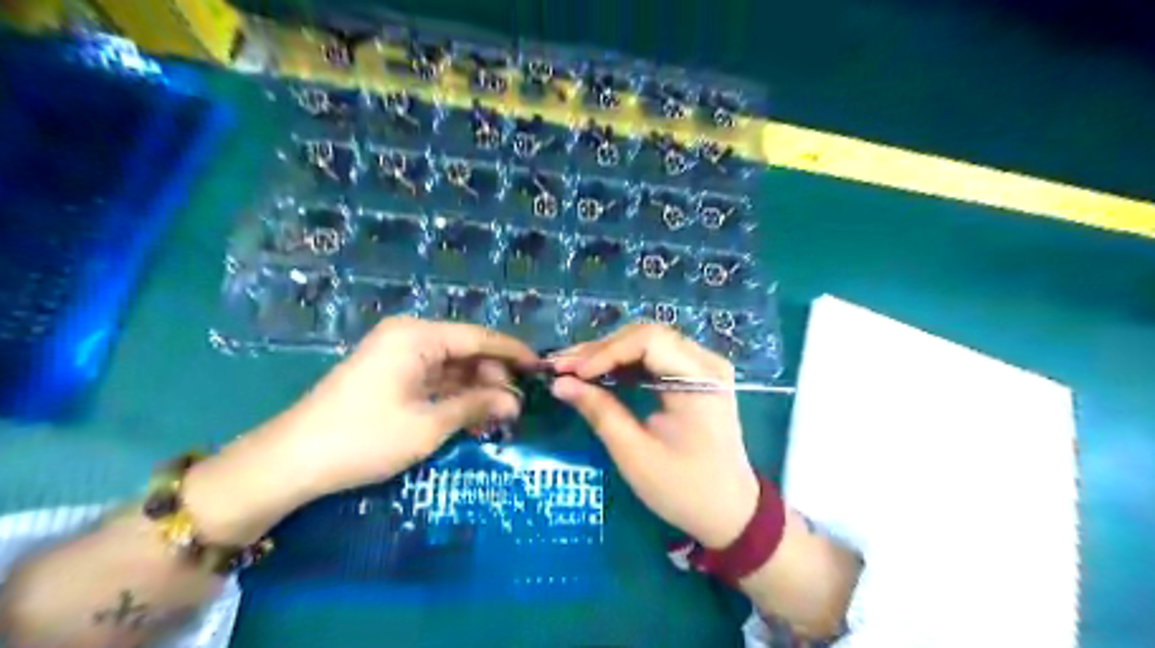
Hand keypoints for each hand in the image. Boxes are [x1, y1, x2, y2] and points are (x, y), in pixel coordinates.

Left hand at [273, 318, 537, 492]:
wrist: (291, 461)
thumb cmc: (364, 437)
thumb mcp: (429, 424)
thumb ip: (477, 406)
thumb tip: (516, 402)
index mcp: (418, 335)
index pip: (479, 337)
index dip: (513, 352)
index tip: (541, 368)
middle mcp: (410, 336)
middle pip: (467, 350)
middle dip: (494, 378)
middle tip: (516, 410)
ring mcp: (397, 354)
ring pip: (452, 366)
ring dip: (476, 390)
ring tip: (498, 418)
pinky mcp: (390, 374)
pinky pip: (434, 378)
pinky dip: (454, 396)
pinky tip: (472, 417)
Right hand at [546, 322, 759, 545]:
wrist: (729, 510)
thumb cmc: (684, 488)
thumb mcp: (635, 454)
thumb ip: (599, 412)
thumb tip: (560, 383)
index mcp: (701, 380)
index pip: (648, 341)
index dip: (605, 352)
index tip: (571, 373)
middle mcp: (707, 362)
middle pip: (647, 336)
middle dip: (601, 350)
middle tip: (563, 366)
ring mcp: (704, 366)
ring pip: (648, 343)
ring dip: (609, 354)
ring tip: (573, 368)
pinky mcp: (696, 376)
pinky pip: (656, 357)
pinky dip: (625, 364)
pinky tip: (598, 373)